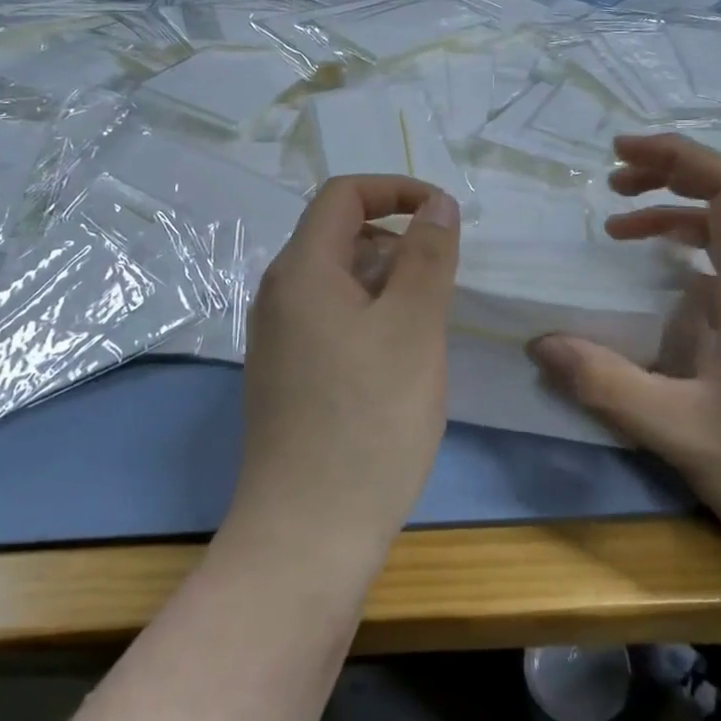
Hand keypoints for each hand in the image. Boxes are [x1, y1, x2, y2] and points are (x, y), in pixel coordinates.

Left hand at [226, 177, 459, 574]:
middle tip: (441, 284)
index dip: (395, 190)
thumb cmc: (370, 418)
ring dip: (387, 284)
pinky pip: (330, 321)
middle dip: (396, 242)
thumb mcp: (414, 326)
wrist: (309, 530)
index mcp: (301, 270)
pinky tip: (398, 363)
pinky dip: (369, 318)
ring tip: (427, 328)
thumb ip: (428, 255)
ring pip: (338, 282)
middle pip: (338, 236)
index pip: (343, 195)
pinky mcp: (286, 375)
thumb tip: (436, 203)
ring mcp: (277, 338)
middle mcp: (279, 294)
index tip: (443, 214)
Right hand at [528, 134, 720, 604]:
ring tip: (622, 233)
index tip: (620, 154)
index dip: (678, 156)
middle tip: (613, 185)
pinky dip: (696, 263)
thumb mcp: (685, 436)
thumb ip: (608, 385)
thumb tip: (541, 344)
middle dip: (672, 177)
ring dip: (680, 221)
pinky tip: (667, 298)